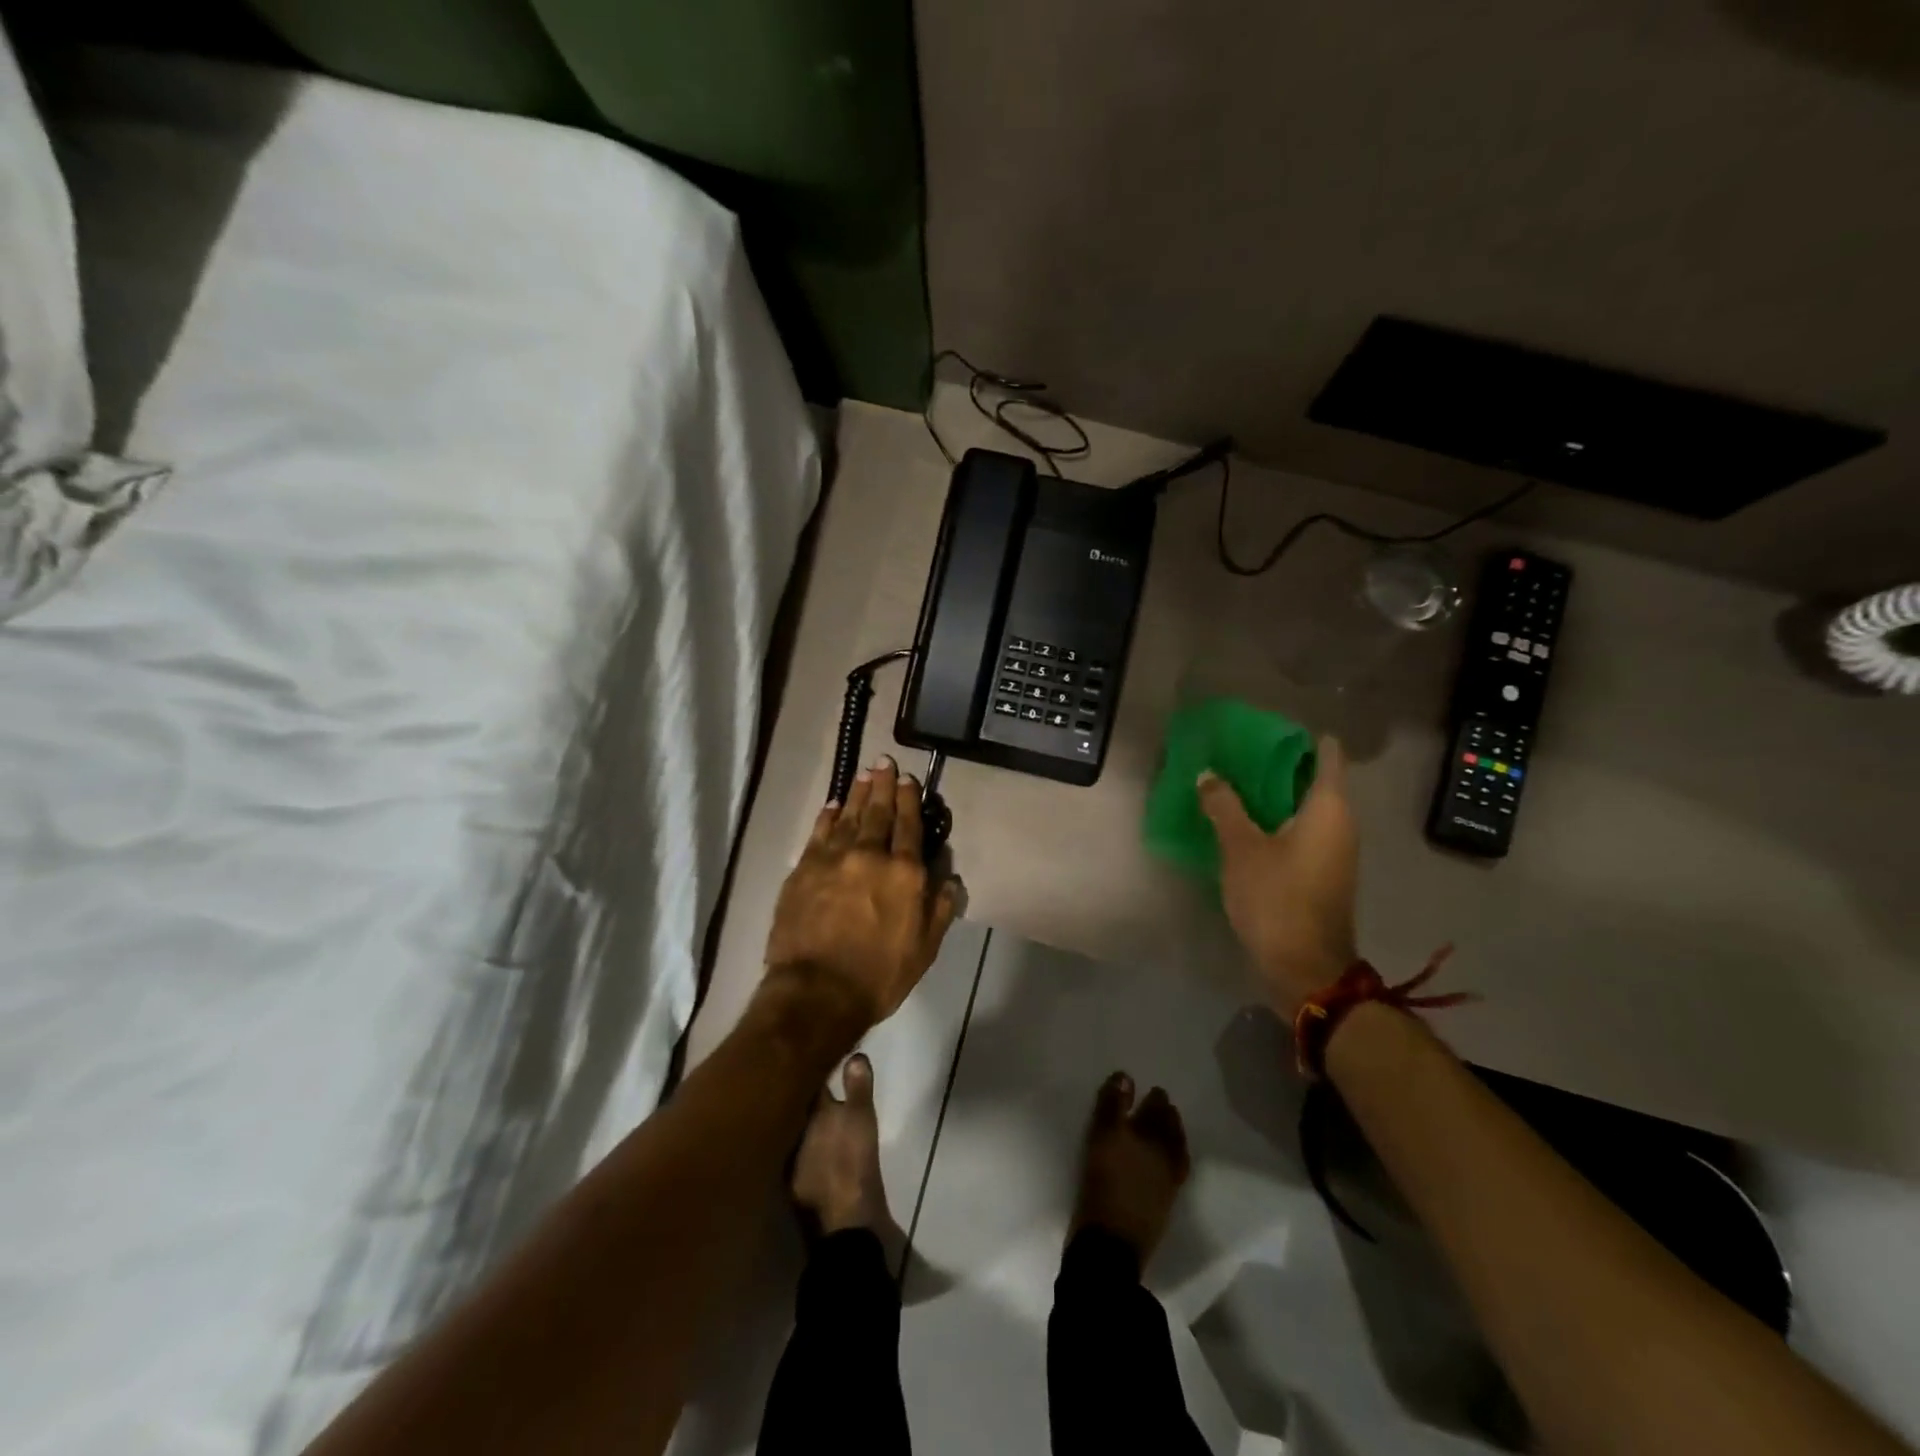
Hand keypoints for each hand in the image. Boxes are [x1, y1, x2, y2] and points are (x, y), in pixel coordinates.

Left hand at [765, 755, 958, 1028]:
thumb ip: (940, 909)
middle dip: (883, 786)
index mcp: (904, 874)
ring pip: (848, 816)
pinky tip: (831, 805)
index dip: (909, 801)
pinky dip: (826, 816)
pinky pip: (819, 833)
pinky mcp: (805, 869)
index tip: (908, 780)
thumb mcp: (924, 948)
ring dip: (856, 794)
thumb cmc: (879, 975)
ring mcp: (834, 859)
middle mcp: (870, 856)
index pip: (909, 827)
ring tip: (863, 775)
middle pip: (878, 813)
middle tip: (883, 762)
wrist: (817, 991)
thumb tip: (949, 878)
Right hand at [1070, 1072, 1190, 1265]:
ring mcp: (1168, 1179)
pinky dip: (1172, 1156)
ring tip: (1164, 1124)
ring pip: (1174, 1147)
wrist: (1110, 1245)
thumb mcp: (1100, 1138)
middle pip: (1167, 1127)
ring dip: (1171, 1132)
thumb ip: (1112, 1106)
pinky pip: (1175, 1169)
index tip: (1148, 1090)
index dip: (1151, 1097)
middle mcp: (1165, 1154)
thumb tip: (1125, 1077)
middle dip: (1164, 1112)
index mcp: (1149, 1136)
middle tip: (1158, 1101)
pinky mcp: (1165, 1201)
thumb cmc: (1102, 1186)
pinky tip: (1165, 1156)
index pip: (1154, 1108)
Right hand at [1198, 736, 1357, 1016]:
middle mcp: (1341, 822)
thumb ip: (1224, 807)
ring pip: (1306, 805)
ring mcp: (1335, 848)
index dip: (1300, 737)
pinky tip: (1244, 821)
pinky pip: (1302, 829)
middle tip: (1237, 752)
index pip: (1327, 754)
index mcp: (1329, 807)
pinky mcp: (1323, 870)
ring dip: (1274, 793)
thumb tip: (1208, 775)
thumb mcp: (1241, 848)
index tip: (1266, 729)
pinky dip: (1277, 818)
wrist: (1305, 967)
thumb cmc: (1277, 899)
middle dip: (1278, 764)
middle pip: (1314, 778)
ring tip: (1233, 782)